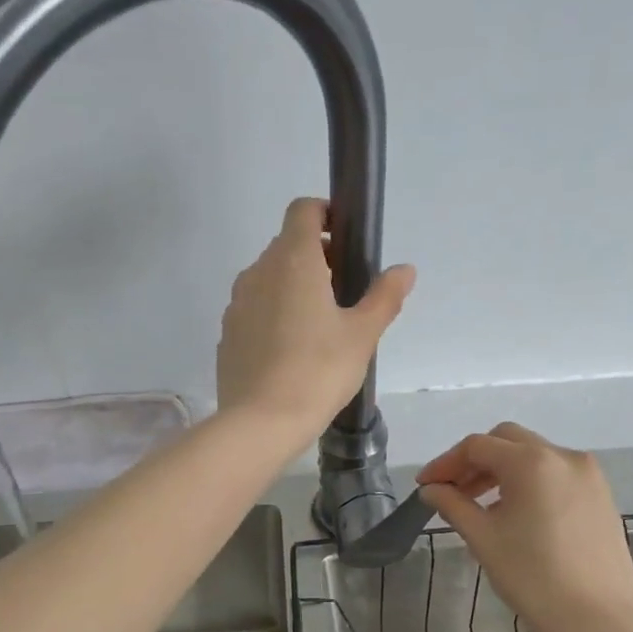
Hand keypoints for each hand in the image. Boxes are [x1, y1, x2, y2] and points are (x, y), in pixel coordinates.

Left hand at [216, 198, 415, 442]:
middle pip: (286, 246)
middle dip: (315, 258)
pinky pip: (254, 311)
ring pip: (268, 279)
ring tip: (317, 328)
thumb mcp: (363, 335)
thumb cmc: (319, 371)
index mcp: (293, 260)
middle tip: (343, 294)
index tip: (345, 241)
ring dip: (292, 288)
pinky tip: (290, 353)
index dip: (325, 214)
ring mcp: (237, 303)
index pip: (303, 209)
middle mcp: (258, 272)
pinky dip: (272, 316)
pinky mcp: (227, 334)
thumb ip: (384, 297)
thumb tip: (405, 270)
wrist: (261, 421)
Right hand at [418, 423, 632, 631]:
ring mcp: (589, 475)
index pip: (477, 446)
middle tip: (452, 491)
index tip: (425, 487)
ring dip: (503, 471)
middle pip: (508, 441)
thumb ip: (453, 505)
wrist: (598, 620)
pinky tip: (517, 515)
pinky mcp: (601, 496)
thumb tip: (431, 489)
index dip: (445, 464)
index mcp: (532, 462)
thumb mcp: (484, 539)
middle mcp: (564, 456)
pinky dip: (530, 483)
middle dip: (475, 461)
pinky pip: (557, 475)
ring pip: (535, 457)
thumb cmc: (533, 578)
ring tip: (481, 506)